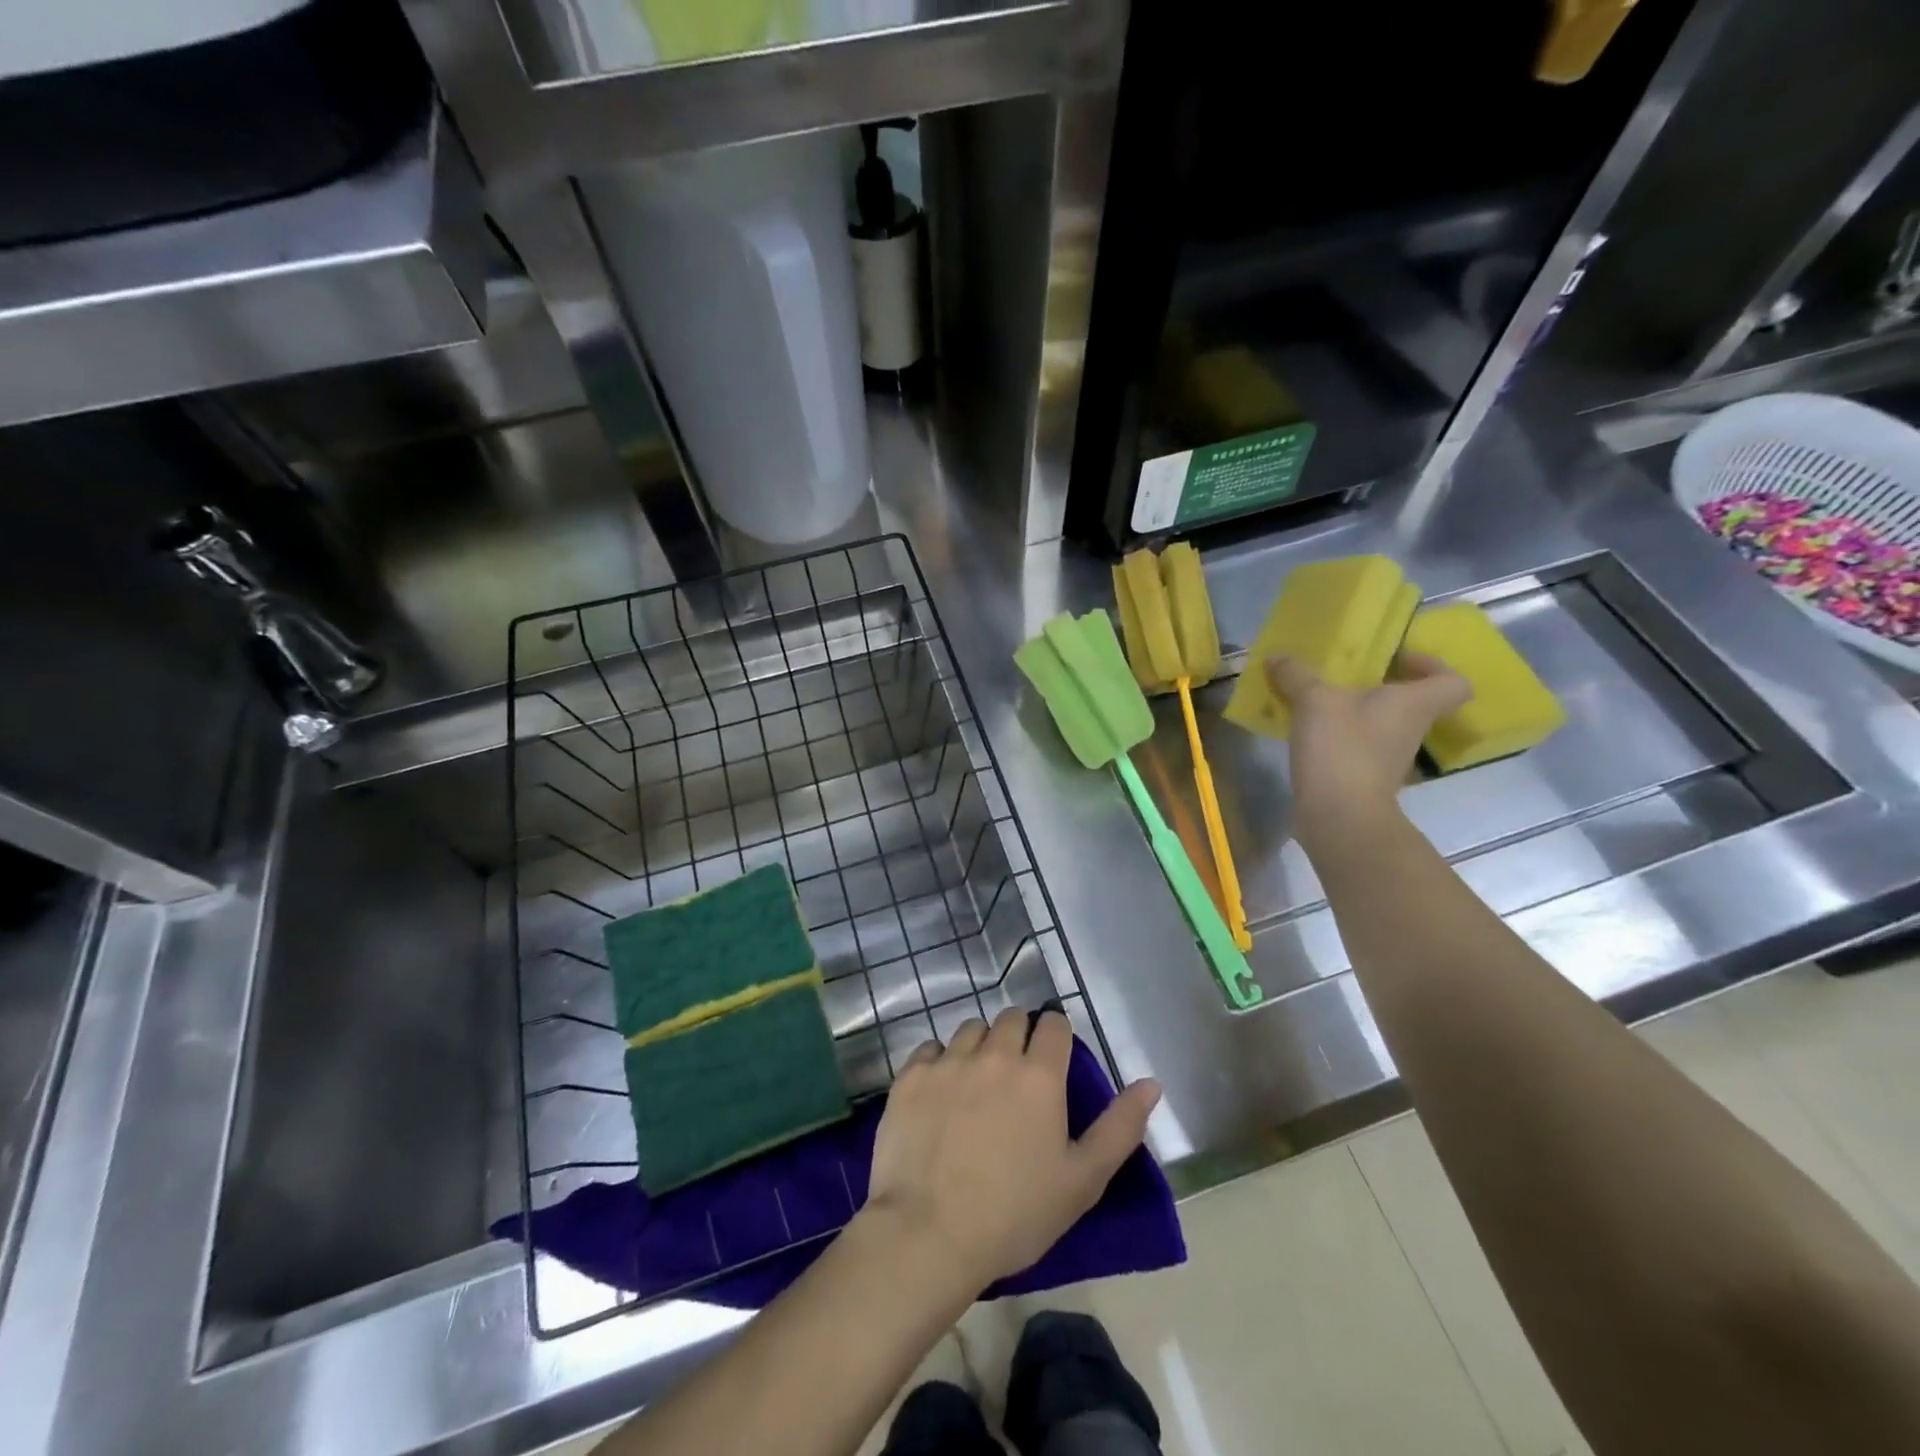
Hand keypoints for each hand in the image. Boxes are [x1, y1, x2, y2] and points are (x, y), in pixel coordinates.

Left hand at [861, 1008, 1161, 1292]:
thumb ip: (1120, 1127)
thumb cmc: (1014, 1214)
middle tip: (1017, 1075)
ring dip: (980, 1045)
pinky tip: (940, 1094)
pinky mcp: (911, 1076)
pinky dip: (940, 1062)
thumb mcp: (1082, 1180)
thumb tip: (1152, 1084)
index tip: (1053, 1058)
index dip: (1056, 1035)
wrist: (928, 1233)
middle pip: (1011, 1018)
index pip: (1054, 1024)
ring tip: (978, 1083)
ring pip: (971, 1029)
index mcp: (1039, 1074)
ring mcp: (948, 1061)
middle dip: (1019, 1036)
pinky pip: (930, 1049)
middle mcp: (994, 1053)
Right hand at [1266, 651, 1469, 850]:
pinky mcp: (1364, 778)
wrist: (1339, 815)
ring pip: (1379, 724)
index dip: (1433, 666)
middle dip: (1379, 687)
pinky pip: (1356, 746)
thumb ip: (1296, 675)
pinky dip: (1336, 737)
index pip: (1453, 683)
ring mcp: (1388, 757)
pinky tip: (1306, 731)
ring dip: (1353, 712)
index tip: (1398, 660)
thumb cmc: (1342, 747)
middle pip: (1410, 702)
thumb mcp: (1314, 700)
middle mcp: (1410, 730)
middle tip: (1344, 676)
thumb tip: (1277, 657)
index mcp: (1414, 704)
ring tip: (1315, 702)